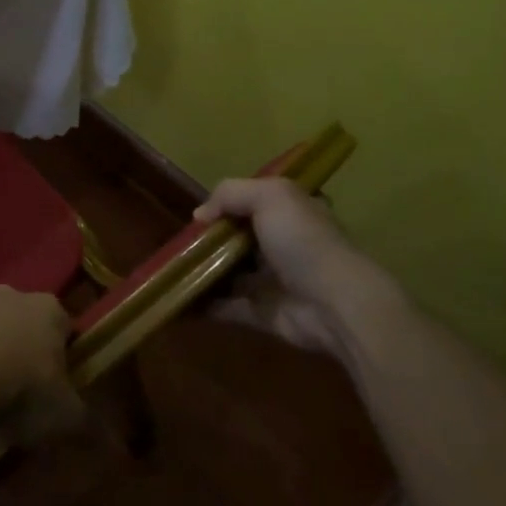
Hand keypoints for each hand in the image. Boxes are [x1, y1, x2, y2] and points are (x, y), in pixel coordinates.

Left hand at [0, 287, 84, 446]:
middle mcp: (8, 296)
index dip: (65, 355)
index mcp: (47, 308)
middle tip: (24, 392)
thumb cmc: (21, 389)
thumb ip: (90, 425)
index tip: (60, 386)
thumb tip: (116, 446)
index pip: (65, 326)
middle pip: (23, 322)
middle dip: (24, 349)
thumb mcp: (65, 416)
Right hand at [194, 177, 404, 359]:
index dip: (225, 205)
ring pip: (228, 272)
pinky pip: (225, 306)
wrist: (335, 304)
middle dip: (207, 240)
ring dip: (201, 271)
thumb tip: (200, 215)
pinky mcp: (261, 311)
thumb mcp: (270, 196)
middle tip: (178, 243)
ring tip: (170, 269)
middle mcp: (281, 244)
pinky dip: (202, 304)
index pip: (253, 203)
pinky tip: (178, 298)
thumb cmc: (303, 241)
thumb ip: (230, 193)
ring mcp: (271, 280)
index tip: (199, 214)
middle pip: (236, 238)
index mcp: (289, 213)